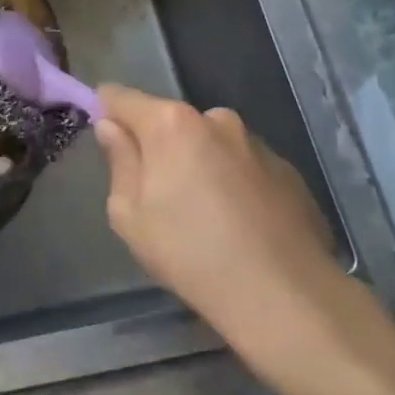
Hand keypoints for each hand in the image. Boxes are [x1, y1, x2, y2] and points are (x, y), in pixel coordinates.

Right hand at [93, 86, 373, 394]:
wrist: (286, 296)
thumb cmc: (191, 253)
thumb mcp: (130, 215)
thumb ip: (118, 161)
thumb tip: (111, 127)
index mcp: (171, 124)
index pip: (121, 97)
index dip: (106, 113)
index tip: (105, 140)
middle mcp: (216, 120)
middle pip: (169, 121)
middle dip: (158, 147)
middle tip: (157, 196)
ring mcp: (257, 143)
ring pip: (209, 144)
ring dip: (199, 165)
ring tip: (204, 218)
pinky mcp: (288, 170)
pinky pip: (243, 166)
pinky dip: (233, 184)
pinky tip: (239, 227)